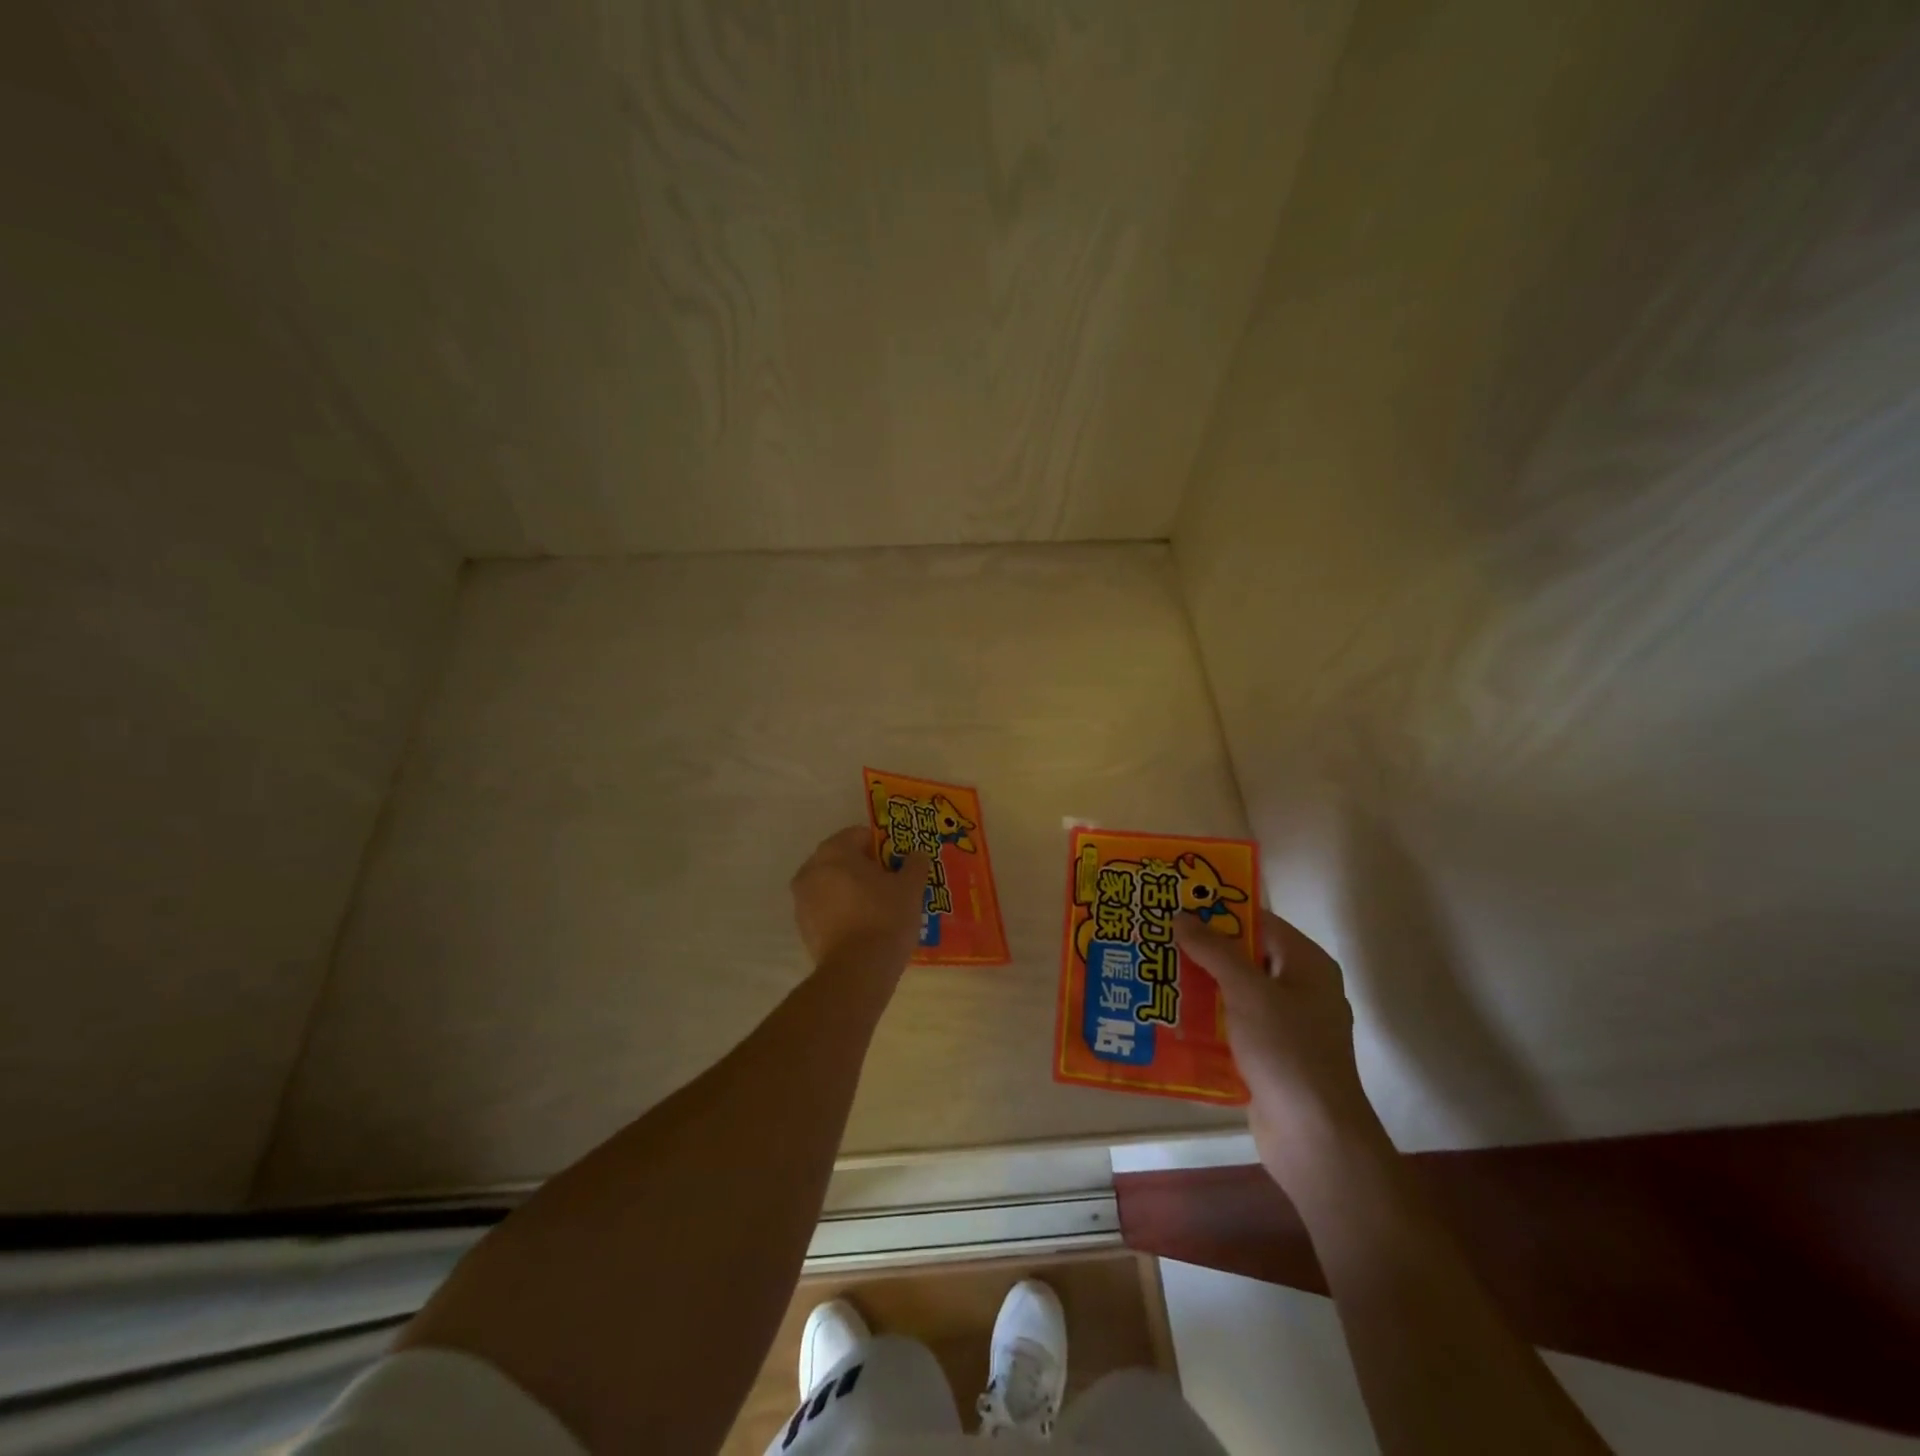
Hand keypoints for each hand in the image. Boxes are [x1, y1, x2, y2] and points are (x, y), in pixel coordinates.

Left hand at [791, 826, 930, 974]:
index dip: (883, 846)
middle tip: (892, 883)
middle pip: (843, 859)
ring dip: (852, 889)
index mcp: (834, 852)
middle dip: (866, 868)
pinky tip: (864, 926)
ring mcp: (802, 900)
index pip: (859, 835)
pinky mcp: (803, 927)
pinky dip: (842, 910)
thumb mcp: (910, 887)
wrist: (858, 971)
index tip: (899, 863)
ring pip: (833, 884)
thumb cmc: (885, 918)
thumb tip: (917, 855)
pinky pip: (826, 908)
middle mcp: (811, 870)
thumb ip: (915, 864)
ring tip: (880, 907)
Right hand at [1174, 910, 1387, 1177]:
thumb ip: (1214, 950)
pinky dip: (1204, 1019)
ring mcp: (1284, 1026)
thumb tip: (1181, 915)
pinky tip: (1167, 1014)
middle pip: (1244, 956)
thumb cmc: (1287, 1051)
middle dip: (1202, 948)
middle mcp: (1299, 989)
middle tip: (1156, 935)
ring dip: (1198, 984)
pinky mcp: (1267, 1056)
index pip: (1259, 922)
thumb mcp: (1248, 991)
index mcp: (1306, 965)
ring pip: (1234, 992)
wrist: (1313, 1137)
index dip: (1219, 910)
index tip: (1177, 903)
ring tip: (1152, 970)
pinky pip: (1231, 1025)